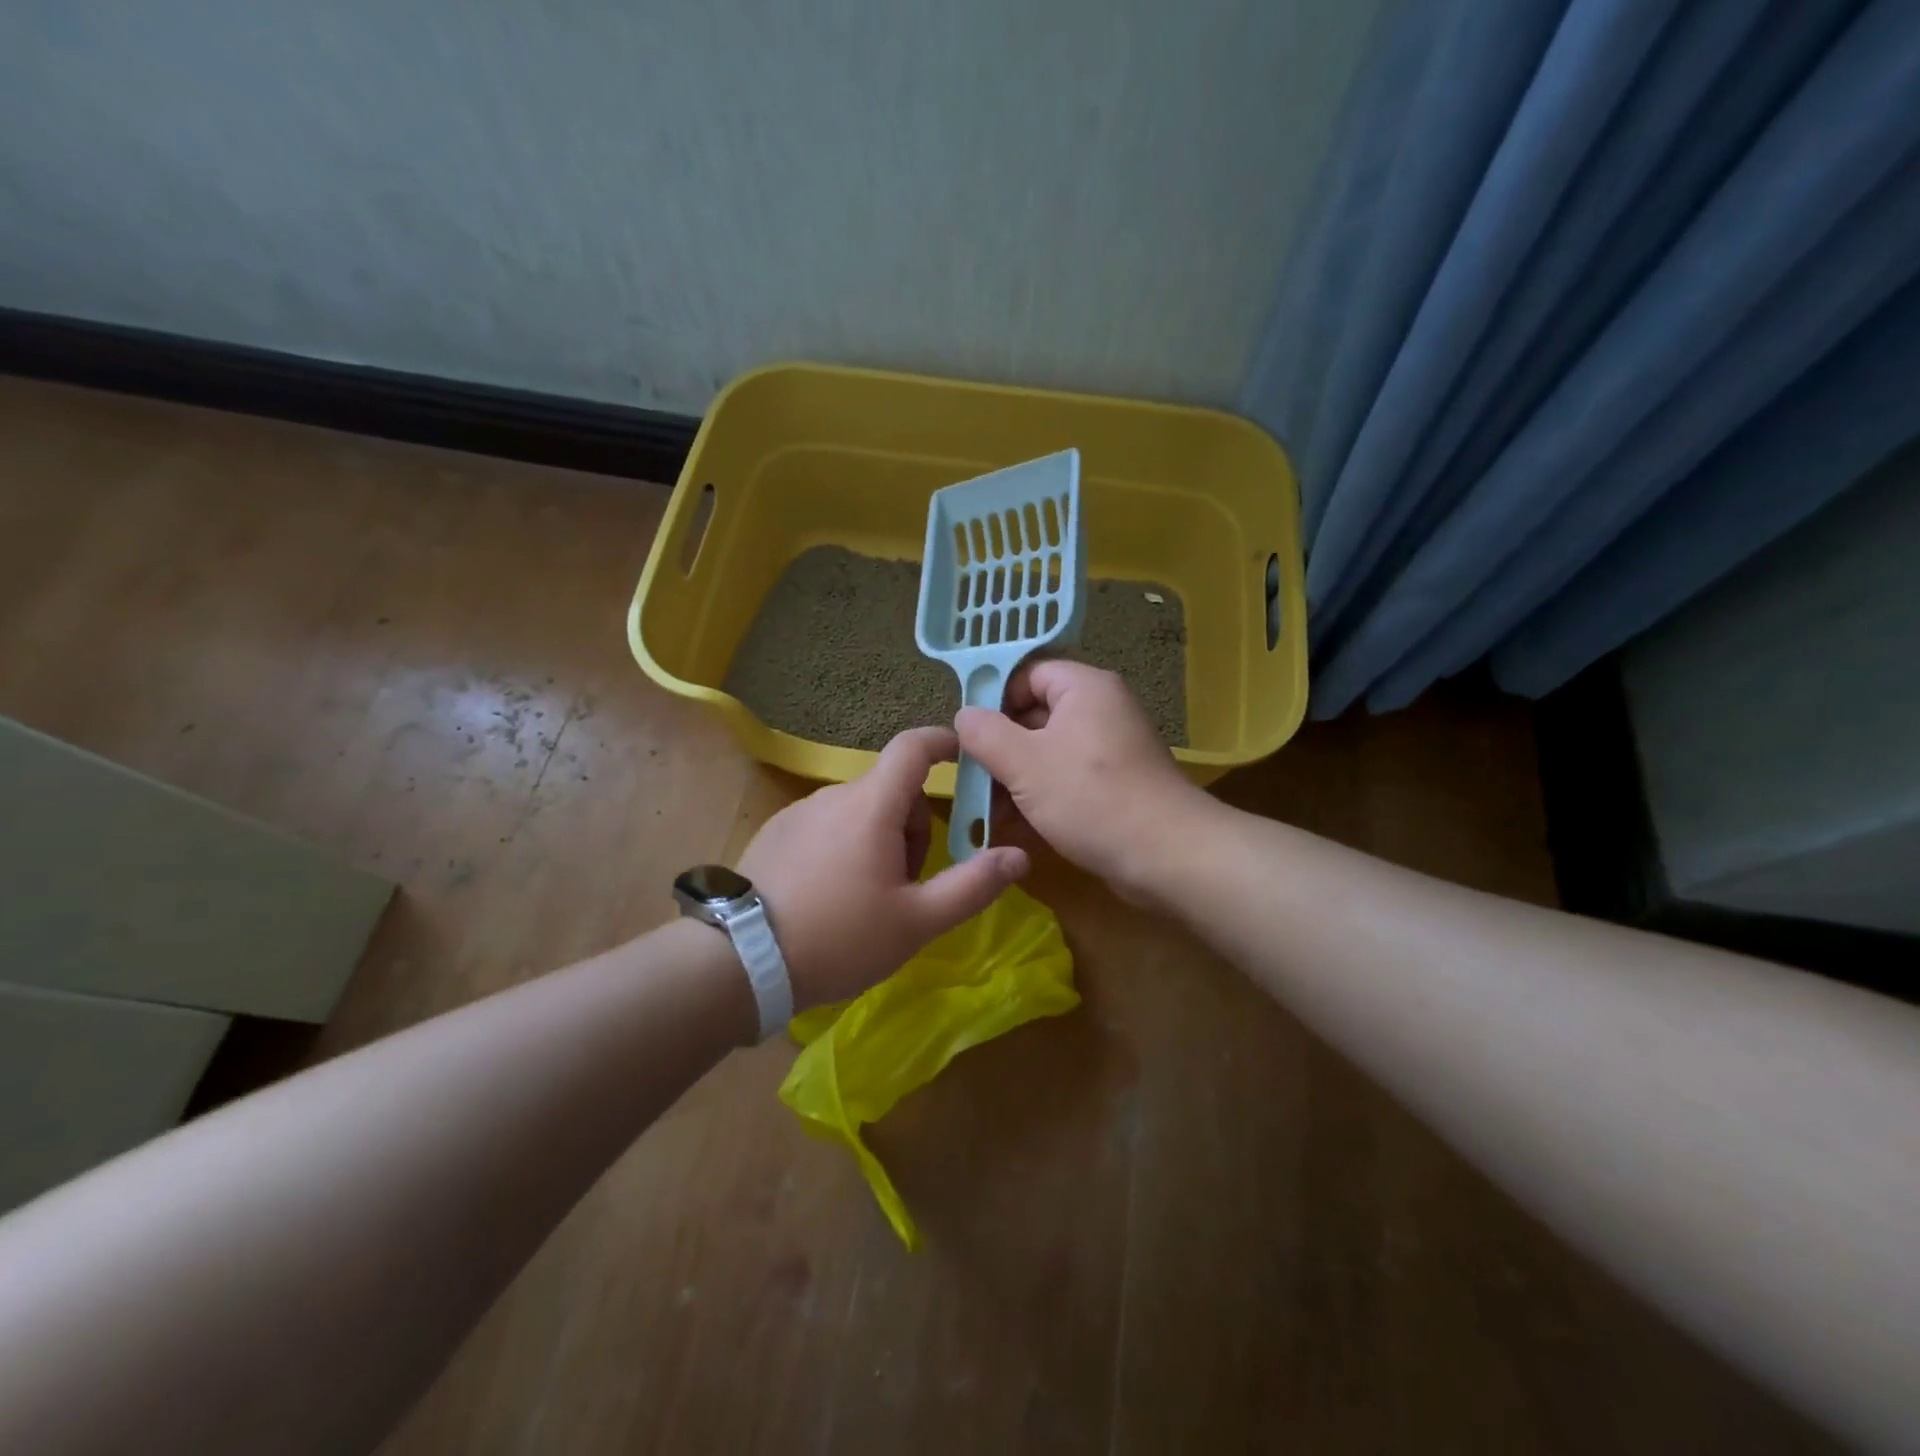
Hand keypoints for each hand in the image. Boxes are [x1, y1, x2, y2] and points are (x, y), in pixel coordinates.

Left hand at [737, 726, 1029, 1010]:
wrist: (741, 962)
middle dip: (914, 824)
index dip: (943, 742)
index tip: (963, 758)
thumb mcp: (917, 921)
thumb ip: (972, 886)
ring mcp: (799, 812)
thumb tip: (1018, 856)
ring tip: (870, 897)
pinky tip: (832, 895)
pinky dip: (845, 845)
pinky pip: (827, 824)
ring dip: (880, 837)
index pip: (913, 747)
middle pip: (892, 789)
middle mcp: (834, 796)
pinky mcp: (775, 833)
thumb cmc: (840, 937)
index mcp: (872, 806)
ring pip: (860, 810)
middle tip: (911, 881)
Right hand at [955, 660, 1211, 902]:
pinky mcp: (1117, 783)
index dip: (994, 698)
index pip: (1028, 673)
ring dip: (1017, 776)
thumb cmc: (1090, 798)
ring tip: (986, 807)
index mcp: (1085, 688)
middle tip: (971, 775)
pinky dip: (1042, 794)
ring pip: (1050, 750)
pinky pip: (1069, 777)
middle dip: (1001, 745)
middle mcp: (1102, 709)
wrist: (1166, 856)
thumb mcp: (1024, 763)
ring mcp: (1112, 748)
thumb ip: (985, 733)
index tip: (969, 734)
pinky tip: (1016, 823)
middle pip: (1037, 713)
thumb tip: (964, 715)